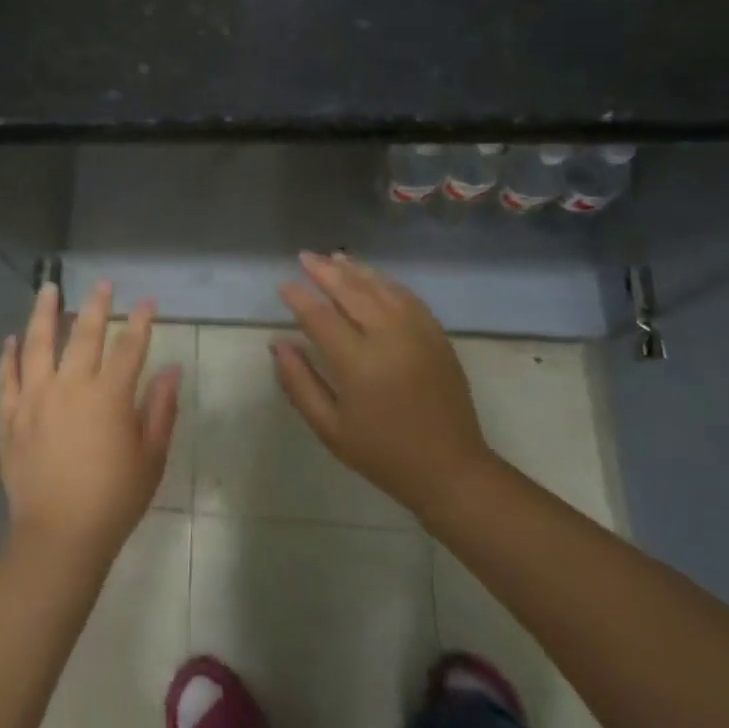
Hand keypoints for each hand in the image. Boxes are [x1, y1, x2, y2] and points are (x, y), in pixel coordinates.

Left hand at [0, 281, 179, 569]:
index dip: (140, 321)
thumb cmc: (114, 499)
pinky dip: (8, 356)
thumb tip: (172, 370)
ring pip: (37, 344)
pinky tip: (11, 339)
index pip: (129, 346)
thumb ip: (162, 409)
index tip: (146, 302)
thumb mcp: (151, 457)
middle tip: (102, 284)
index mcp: (109, 395)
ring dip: (44, 313)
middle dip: (95, 305)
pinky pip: (6, 378)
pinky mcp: (10, 417)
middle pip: (83, 334)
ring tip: (48, 288)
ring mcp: (34, 398)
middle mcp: (70, 386)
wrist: (59, 536)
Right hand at [274, 252, 496, 530]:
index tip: (282, 285)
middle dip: (325, 272)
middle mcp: (389, 338)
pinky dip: (386, 283)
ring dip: (356, 271)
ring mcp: (418, 334)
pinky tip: (373, 278)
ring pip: (382, 288)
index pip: (320, 316)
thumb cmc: (383, 453)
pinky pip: (408, 298)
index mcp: (359, 363)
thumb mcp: (330, 428)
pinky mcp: (437, 337)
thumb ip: (300, 383)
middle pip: (352, 292)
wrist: (450, 470)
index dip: (298, 297)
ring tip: (334, 257)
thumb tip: (278, 344)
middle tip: (305, 257)